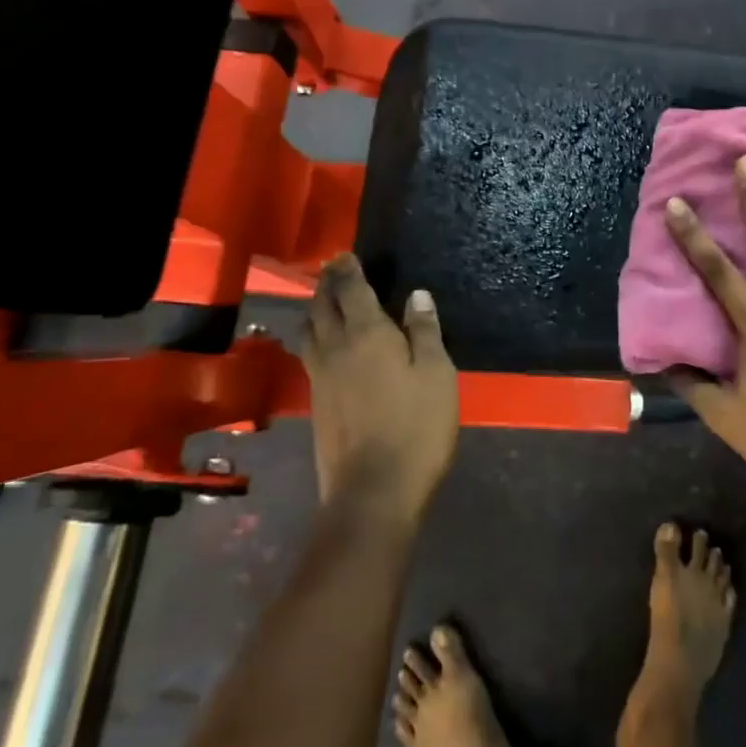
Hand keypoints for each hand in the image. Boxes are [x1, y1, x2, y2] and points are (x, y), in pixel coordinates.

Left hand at [300, 254, 458, 523]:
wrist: (373, 491)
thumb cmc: (415, 427)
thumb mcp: (436, 374)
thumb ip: (425, 331)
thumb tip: (417, 295)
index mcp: (366, 334)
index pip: (352, 290)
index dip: (348, 270)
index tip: (345, 255)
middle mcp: (335, 348)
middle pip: (322, 306)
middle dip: (327, 284)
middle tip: (333, 269)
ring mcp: (320, 377)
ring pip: (309, 331)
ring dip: (314, 309)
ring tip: (324, 300)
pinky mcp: (316, 403)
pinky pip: (309, 354)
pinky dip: (315, 336)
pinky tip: (326, 345)